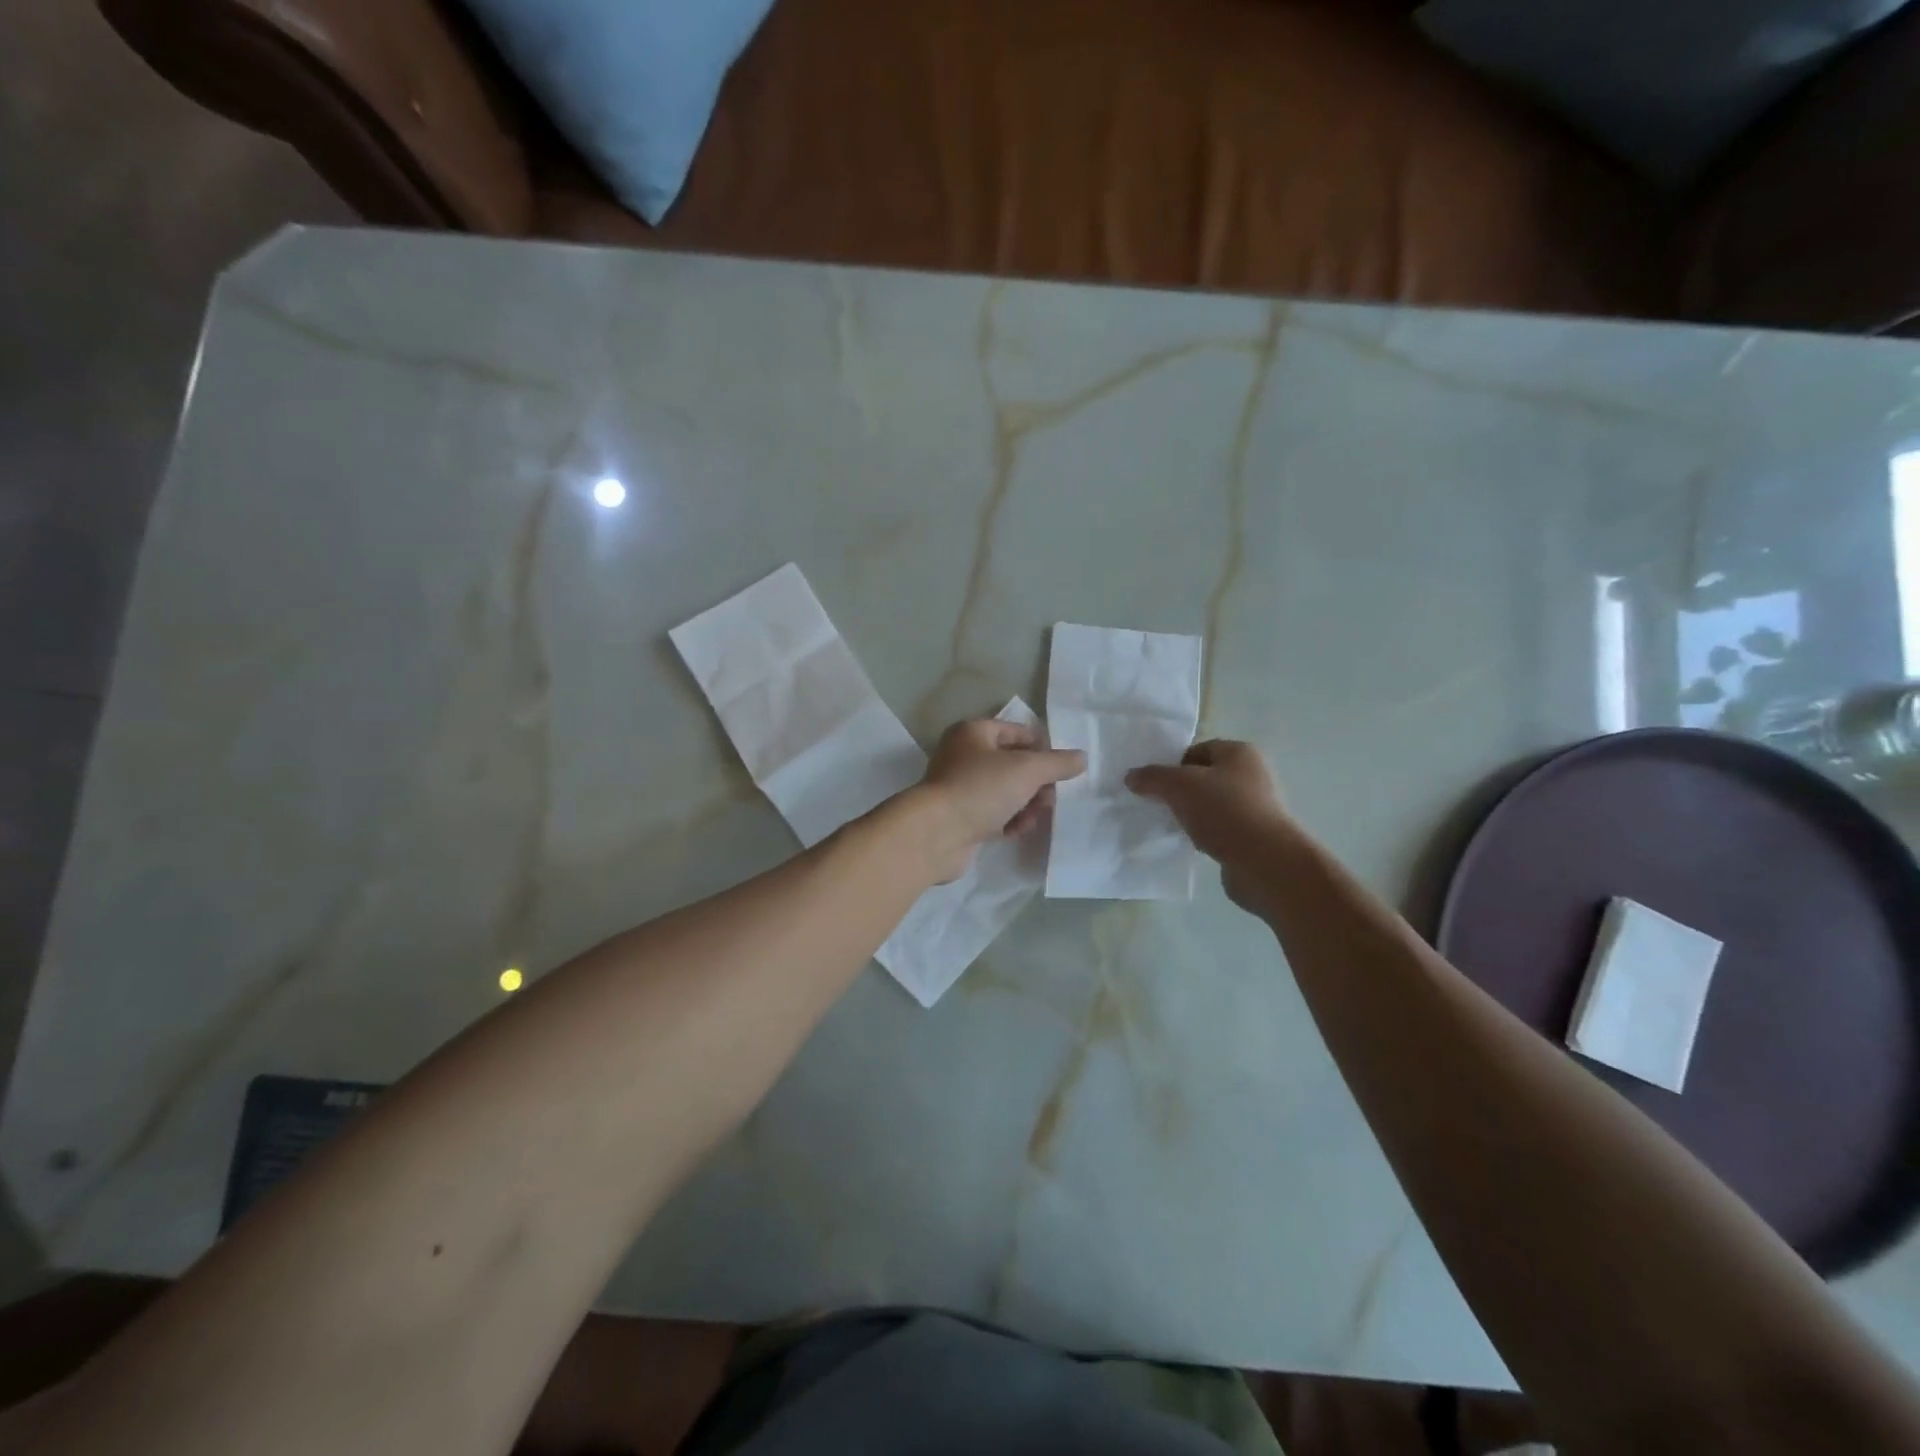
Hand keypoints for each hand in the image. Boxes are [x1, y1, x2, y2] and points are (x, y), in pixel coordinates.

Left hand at [912, 718, 1085, 881]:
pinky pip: (994, 814)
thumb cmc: (981, 788)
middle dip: (1037, 781)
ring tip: (1038, 814)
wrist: (936, 834)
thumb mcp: (1027, 770)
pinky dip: (1009, 820)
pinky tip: (1019, 829)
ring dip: (1026, 802)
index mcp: (973, 733)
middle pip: (1012, 763)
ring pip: (1005, 791)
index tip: (1063, 768)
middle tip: (1052, 796)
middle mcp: (963, 756)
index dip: (1042, 747)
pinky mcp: (961, 818)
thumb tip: (1081, 758)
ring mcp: (960, 789)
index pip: (1017, 732)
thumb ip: (1057, 763)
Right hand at [1126, 740, 1295, 910]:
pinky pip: (1220, 829)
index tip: (1154, 784)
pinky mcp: (1254, 837)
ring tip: (1172, 826)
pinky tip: (1192, 845)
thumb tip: (1131, 777)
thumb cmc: (1224, 812)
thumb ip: (1152, 777)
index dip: (1172, 764)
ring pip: (1211, 805)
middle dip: (1179, 791)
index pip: (1197, 749)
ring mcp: (1256, 808)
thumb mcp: (1179, 786)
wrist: (1266, 863)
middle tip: (1158, 804)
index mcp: (1240, 753)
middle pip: (1204, 777)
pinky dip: (1205, 835)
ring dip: (1191, 815)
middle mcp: (1252, 775)